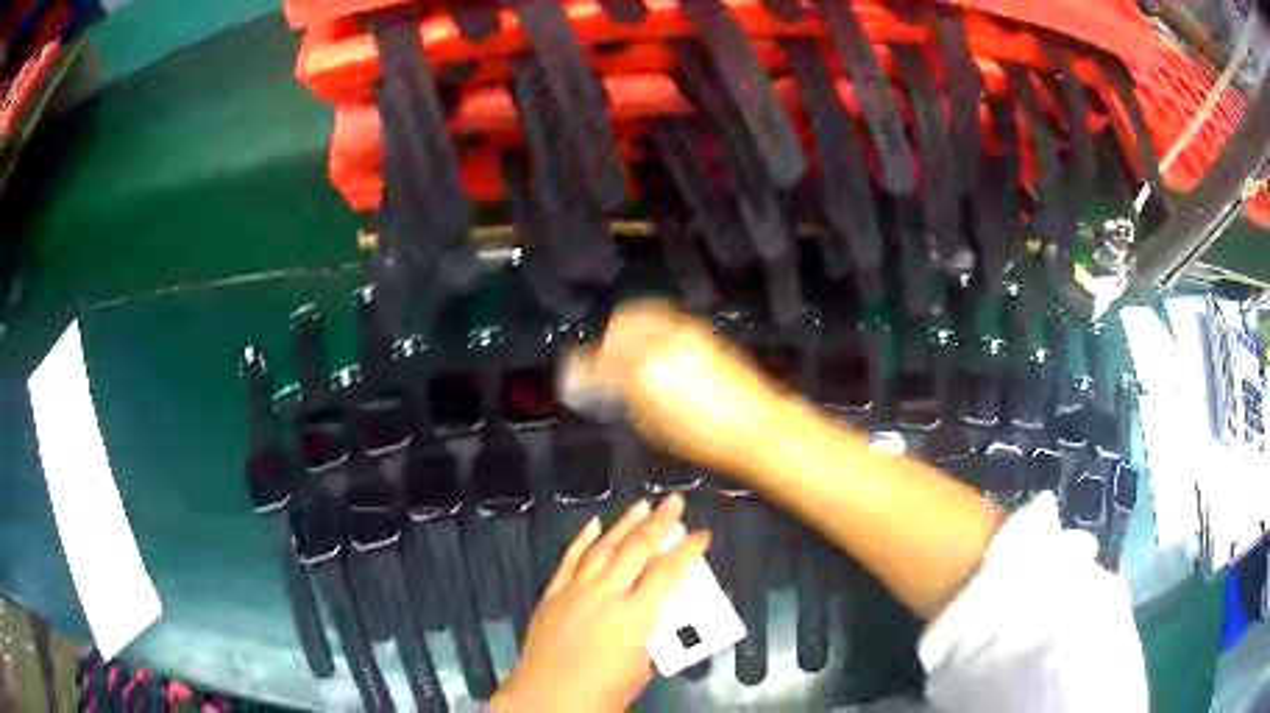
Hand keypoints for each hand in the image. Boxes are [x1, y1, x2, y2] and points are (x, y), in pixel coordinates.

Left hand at [492, 495, 710, 711]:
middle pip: (636, 551)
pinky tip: (594, 524)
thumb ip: (652, 635)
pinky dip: (583, 540)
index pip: (668, 574)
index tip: (703, 535)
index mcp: (634, 616)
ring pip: (604, 548)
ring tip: (642, 505)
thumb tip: (656, 614)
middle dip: (659, 524)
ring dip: (624, 524)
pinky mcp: (553, 594)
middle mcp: (605, 594)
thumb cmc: (603, 691)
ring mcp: (576, 591)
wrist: (548, 698)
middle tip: (674, 501)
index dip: (688, 551)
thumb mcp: (643, 666)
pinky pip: (570, 560)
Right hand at [563, 300, 796, 476]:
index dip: (580, 371)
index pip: (598, 362)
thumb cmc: (703, 439)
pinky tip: (649, 347)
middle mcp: (659, 341)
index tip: (572, 377)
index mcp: (642, 371)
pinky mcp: (700, 329)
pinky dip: (646, 328)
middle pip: (618, 328)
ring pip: (640, 316)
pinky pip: (661, 319)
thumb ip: (624, 401)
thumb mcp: (652, 428)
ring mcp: (682, 330)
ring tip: (622, 352)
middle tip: (599, 363)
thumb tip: (609, 389)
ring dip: (624, 331)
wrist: (757, 424)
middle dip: (603, 344)